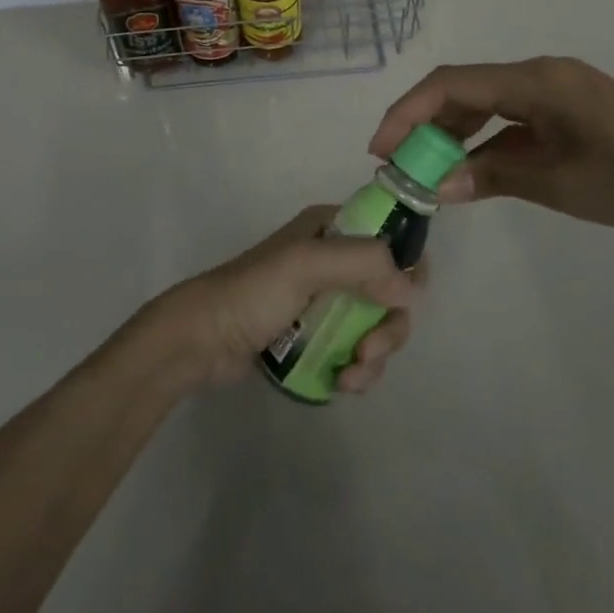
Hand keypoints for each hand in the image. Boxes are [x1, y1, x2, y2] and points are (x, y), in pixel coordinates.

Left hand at [157, 205, 422, 392]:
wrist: (203, 340)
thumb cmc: (254, 292)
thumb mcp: (306, 264)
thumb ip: (362, 264)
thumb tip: (410, 289)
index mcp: (333, 228)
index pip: (391, 236)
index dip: (407, 267)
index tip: (404, 300)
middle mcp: (336, 260)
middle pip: (391, 290)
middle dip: (389, 325)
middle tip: (369, 350)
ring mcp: (328, 300)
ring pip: (378, 325)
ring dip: (375, 355)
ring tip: (351, 377)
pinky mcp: (319, 336)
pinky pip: (358, 350)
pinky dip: (359, 369)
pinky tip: (342, 384)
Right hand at [370, 57, 613, 237]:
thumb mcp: (557, 183)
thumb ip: (493, 176)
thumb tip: (438, 184)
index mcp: (534, 81)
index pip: (451, 85)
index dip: (408, 112)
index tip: (380, 148)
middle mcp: (539, 74)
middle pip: (464, 89)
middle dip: (425, 123)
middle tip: (399, 164)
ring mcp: (555, 89)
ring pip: (487, 102)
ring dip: (454, 132)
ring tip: (429, 170)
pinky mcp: (569, 108)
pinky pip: (512, 116)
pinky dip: (486, 139)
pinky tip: (473, 167)